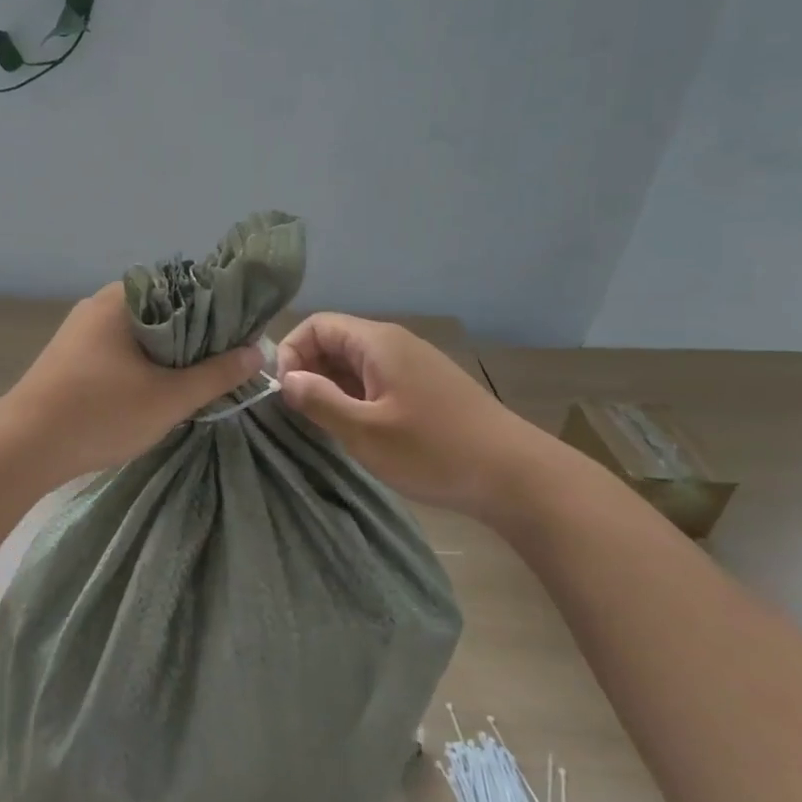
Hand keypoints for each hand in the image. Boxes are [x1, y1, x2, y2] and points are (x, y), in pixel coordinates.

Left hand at [0, 284, 264, 485]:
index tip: (243, 336)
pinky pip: (120, 350)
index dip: (220, 310)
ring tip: (198, 379)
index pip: (186, 286)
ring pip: (141, 334)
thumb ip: (216, 374)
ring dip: (169, 354)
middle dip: (196, 336)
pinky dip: (143, 364)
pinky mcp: (71, 357)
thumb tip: (257, 352)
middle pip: (164, 310)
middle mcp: (100, 304)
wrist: (22, 448)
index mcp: (124, 298)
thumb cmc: (100, 413)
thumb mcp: (169, 398)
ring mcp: (81, 331)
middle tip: (226, 364)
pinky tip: (157, 389)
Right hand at [277, 313, 551, 520]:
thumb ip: (319, 401)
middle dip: (309, 371)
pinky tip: (359, 431)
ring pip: (355, 363)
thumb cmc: (434, 450)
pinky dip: (356, 398)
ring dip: (332, 388)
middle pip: (335, 341)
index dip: (291, 352)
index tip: (286, 394)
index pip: (316, 325)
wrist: (516, 476)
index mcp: (378, 343)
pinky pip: (376, 380)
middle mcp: (395, 344)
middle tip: (302, 414)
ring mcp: (414, 365)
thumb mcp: (365, 431)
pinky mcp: (426, 388)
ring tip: (327, 426)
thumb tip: (286, 379)